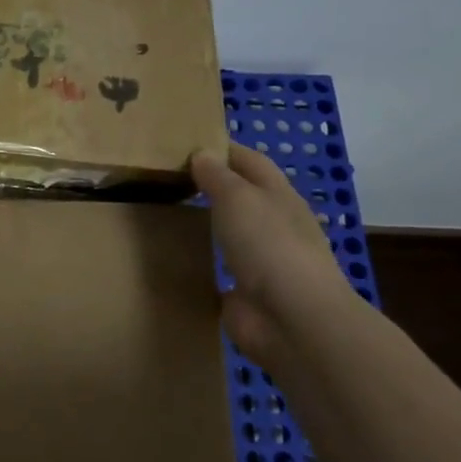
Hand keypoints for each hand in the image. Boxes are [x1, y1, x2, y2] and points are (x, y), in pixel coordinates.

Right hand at [191, 143, 357, 366]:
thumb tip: (201, 154)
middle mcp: (274, 224)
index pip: (251, 161)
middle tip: (169, 177)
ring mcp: (263, 261)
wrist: (292, 319)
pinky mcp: (247, 293)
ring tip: (169, 213)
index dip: (224, 149)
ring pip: (232, 233)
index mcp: (279, 196)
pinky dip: (204, 261)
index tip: (188, 142)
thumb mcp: (238, 198)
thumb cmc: (268, 245)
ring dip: (209, 223)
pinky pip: (221, 269)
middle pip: (243, 196)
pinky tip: (178, 256)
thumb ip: (217, 176)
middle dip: (213, 185)